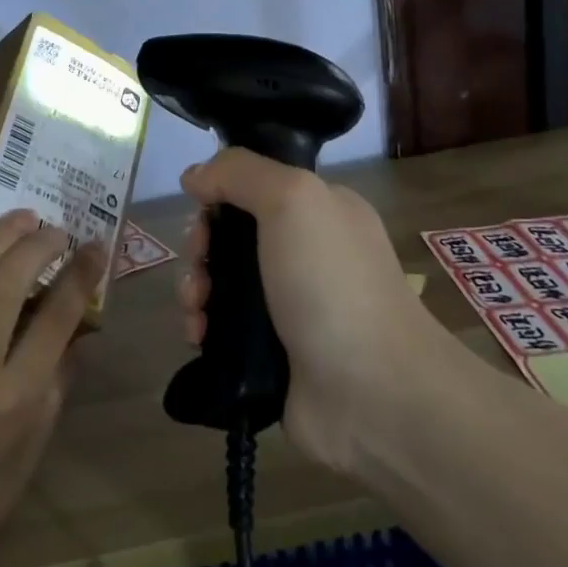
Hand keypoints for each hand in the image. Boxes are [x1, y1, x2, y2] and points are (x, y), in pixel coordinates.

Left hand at [0, 208, 105, 566]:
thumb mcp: (39, 438)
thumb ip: (61, 373)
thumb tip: (81, 317)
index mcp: (16, 397)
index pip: (56, 318)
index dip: (80, 273)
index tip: (94, 246)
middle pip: (6, 286)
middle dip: (37, 246)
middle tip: (54, 229)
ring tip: (20, 217)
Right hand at [177, 149, 451, 474]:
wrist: (373, 393)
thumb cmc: (333, 284)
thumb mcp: (294, 200)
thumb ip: (240, 173)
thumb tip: (195, 175)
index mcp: (319, 212)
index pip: (253, 187)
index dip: (219, 196)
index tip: (204, 215)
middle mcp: (304, 254)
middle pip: (230, 236)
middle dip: (201, 247)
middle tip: (200, 266)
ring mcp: (287, 307)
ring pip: (220, 283)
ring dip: (194, 288)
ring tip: (195, 309)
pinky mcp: (269, 353)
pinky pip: (220, 328)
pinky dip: (201, 327)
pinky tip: (198, 336)